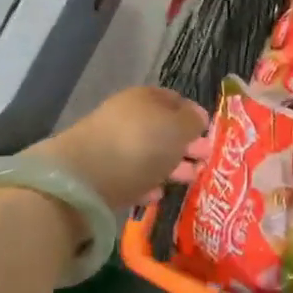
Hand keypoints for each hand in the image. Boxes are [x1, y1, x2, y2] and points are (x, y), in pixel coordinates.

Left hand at [29, 86, 208, 211]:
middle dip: (184, 144)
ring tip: (189, 180)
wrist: (84, 178)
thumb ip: (192, 121)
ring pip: (148, 153)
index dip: (193, 116)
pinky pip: (131, 175)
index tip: (208, 134)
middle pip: (161, 128)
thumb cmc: (139, 145)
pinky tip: (157, 194)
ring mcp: (111, 145)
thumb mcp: (177, 128)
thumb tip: (198, 116)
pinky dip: (146, 183)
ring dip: (169, 165)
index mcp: (145, 97)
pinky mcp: (100, 173)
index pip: (175, 100)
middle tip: (204, 161)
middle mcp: (126, 116)